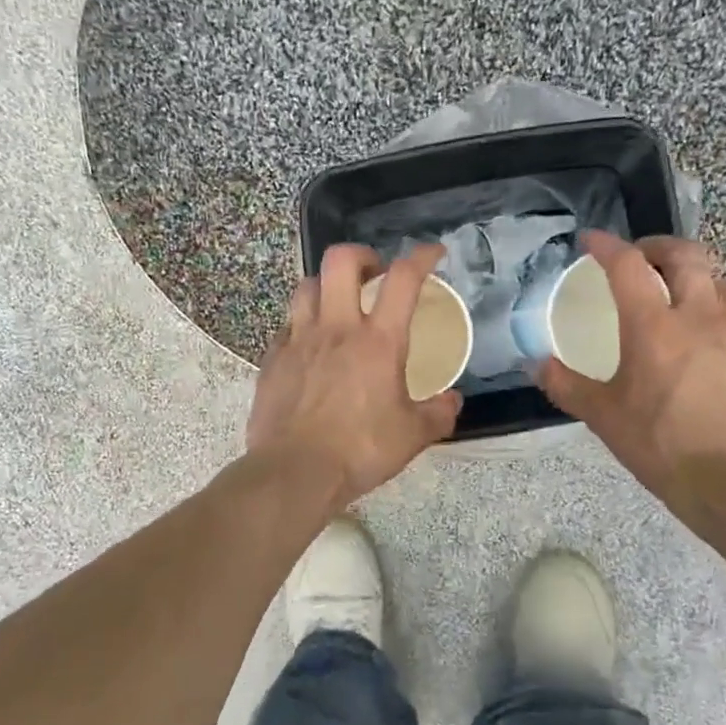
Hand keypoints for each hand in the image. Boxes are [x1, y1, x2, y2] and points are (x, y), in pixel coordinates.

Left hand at [247, 243, 462, 507]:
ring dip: (327, 285)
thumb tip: (453, 400)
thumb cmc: (360, 450)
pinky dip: (302, 324)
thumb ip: (438, 413)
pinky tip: (310, 346)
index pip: (403, 279)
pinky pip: (287, 325)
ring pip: (307, 286)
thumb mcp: (413, 436)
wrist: (295, 472)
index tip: (433, 252)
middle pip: (341, 260)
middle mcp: (336, 328)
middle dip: (362, 255)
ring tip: (338, 304)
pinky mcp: (273, 359)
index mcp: (378, 341)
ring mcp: (299, 340)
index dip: (421, 256)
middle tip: (374, 273)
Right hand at [537, 232, 725, 513]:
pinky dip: (713, 314)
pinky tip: (703, 344)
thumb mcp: (603, 417)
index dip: (607, 246)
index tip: (591, 241)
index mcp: (654, 327)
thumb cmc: (661, 446)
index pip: (628, 266)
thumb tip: (536, 364)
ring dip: (690, 277)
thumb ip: (566, 385)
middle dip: (659, 246)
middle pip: (686, 255)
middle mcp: (701, 317)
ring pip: (717, 282)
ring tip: (673, 296)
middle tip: (640, 258)